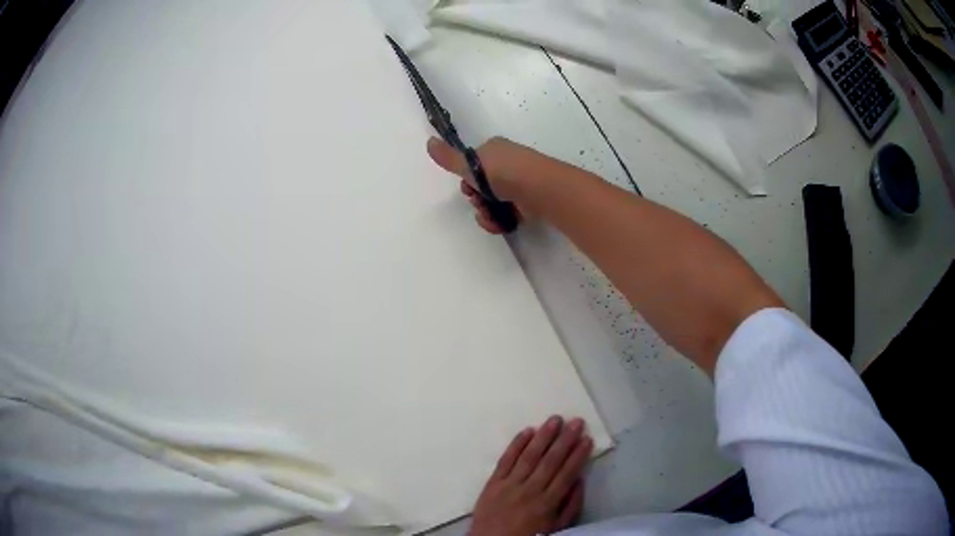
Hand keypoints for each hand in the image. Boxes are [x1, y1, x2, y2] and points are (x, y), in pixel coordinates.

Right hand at [427, 136, 530, 234]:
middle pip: (481, 186)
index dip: (467, 179)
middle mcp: (507, 163)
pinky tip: (500, 224)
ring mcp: (518, 183)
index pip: (473, 165)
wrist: (540, 189)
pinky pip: (506, 213)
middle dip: (476, 199)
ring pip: (492, 202)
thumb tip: (428, 142)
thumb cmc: (504, 172)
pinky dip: (499, 220)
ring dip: (485, 213)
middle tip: (478, 202)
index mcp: (494, 150)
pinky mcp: (526, 202)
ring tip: (490, 216)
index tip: (466, 188)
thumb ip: (449, 158)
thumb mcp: (471, 164)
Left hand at [469, 416, 593, 535]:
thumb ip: (570, 506)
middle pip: (550, 461)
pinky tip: (527, 431)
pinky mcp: (492, 483)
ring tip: (555, 419)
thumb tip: (579, 480)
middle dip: (565, 440)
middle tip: (576, 421)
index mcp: (547, 503)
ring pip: (529, 456)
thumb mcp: (556, 529)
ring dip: (543, 436)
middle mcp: (530, 490)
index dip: (578, 455)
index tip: (587, 438)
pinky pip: (505, 460)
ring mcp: (509, 485)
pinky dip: (516, 445)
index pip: (566, 473)